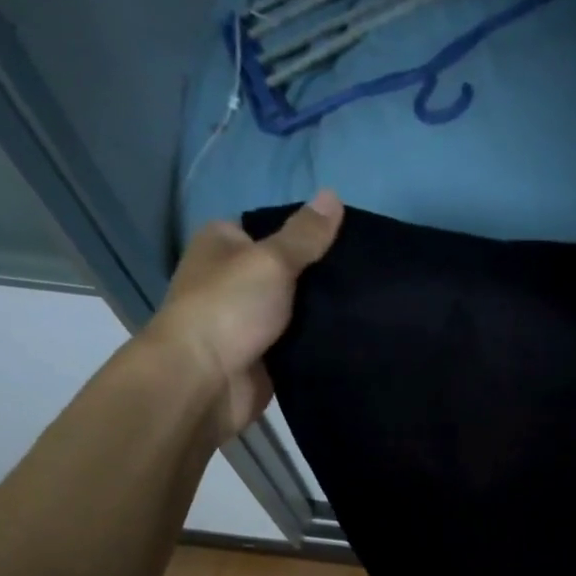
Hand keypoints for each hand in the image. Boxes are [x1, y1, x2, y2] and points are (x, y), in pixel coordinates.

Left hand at [145, 191, 343, 437]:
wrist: (205, 381)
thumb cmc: (230, 309)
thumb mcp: (272, 261)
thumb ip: (306, 235)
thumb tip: (334, 194)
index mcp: (223, 243)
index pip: (274, 229)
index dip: (310, 235)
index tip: (350, 243)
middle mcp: (232, 277)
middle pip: (288, 270)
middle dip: (322, 276)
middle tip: (367, 278)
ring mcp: (248, 319)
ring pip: (297, 309)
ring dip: (323, 312)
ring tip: (369, 306)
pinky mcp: (263, 355)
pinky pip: (299, 342)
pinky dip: (318, 341)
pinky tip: (353, 336)